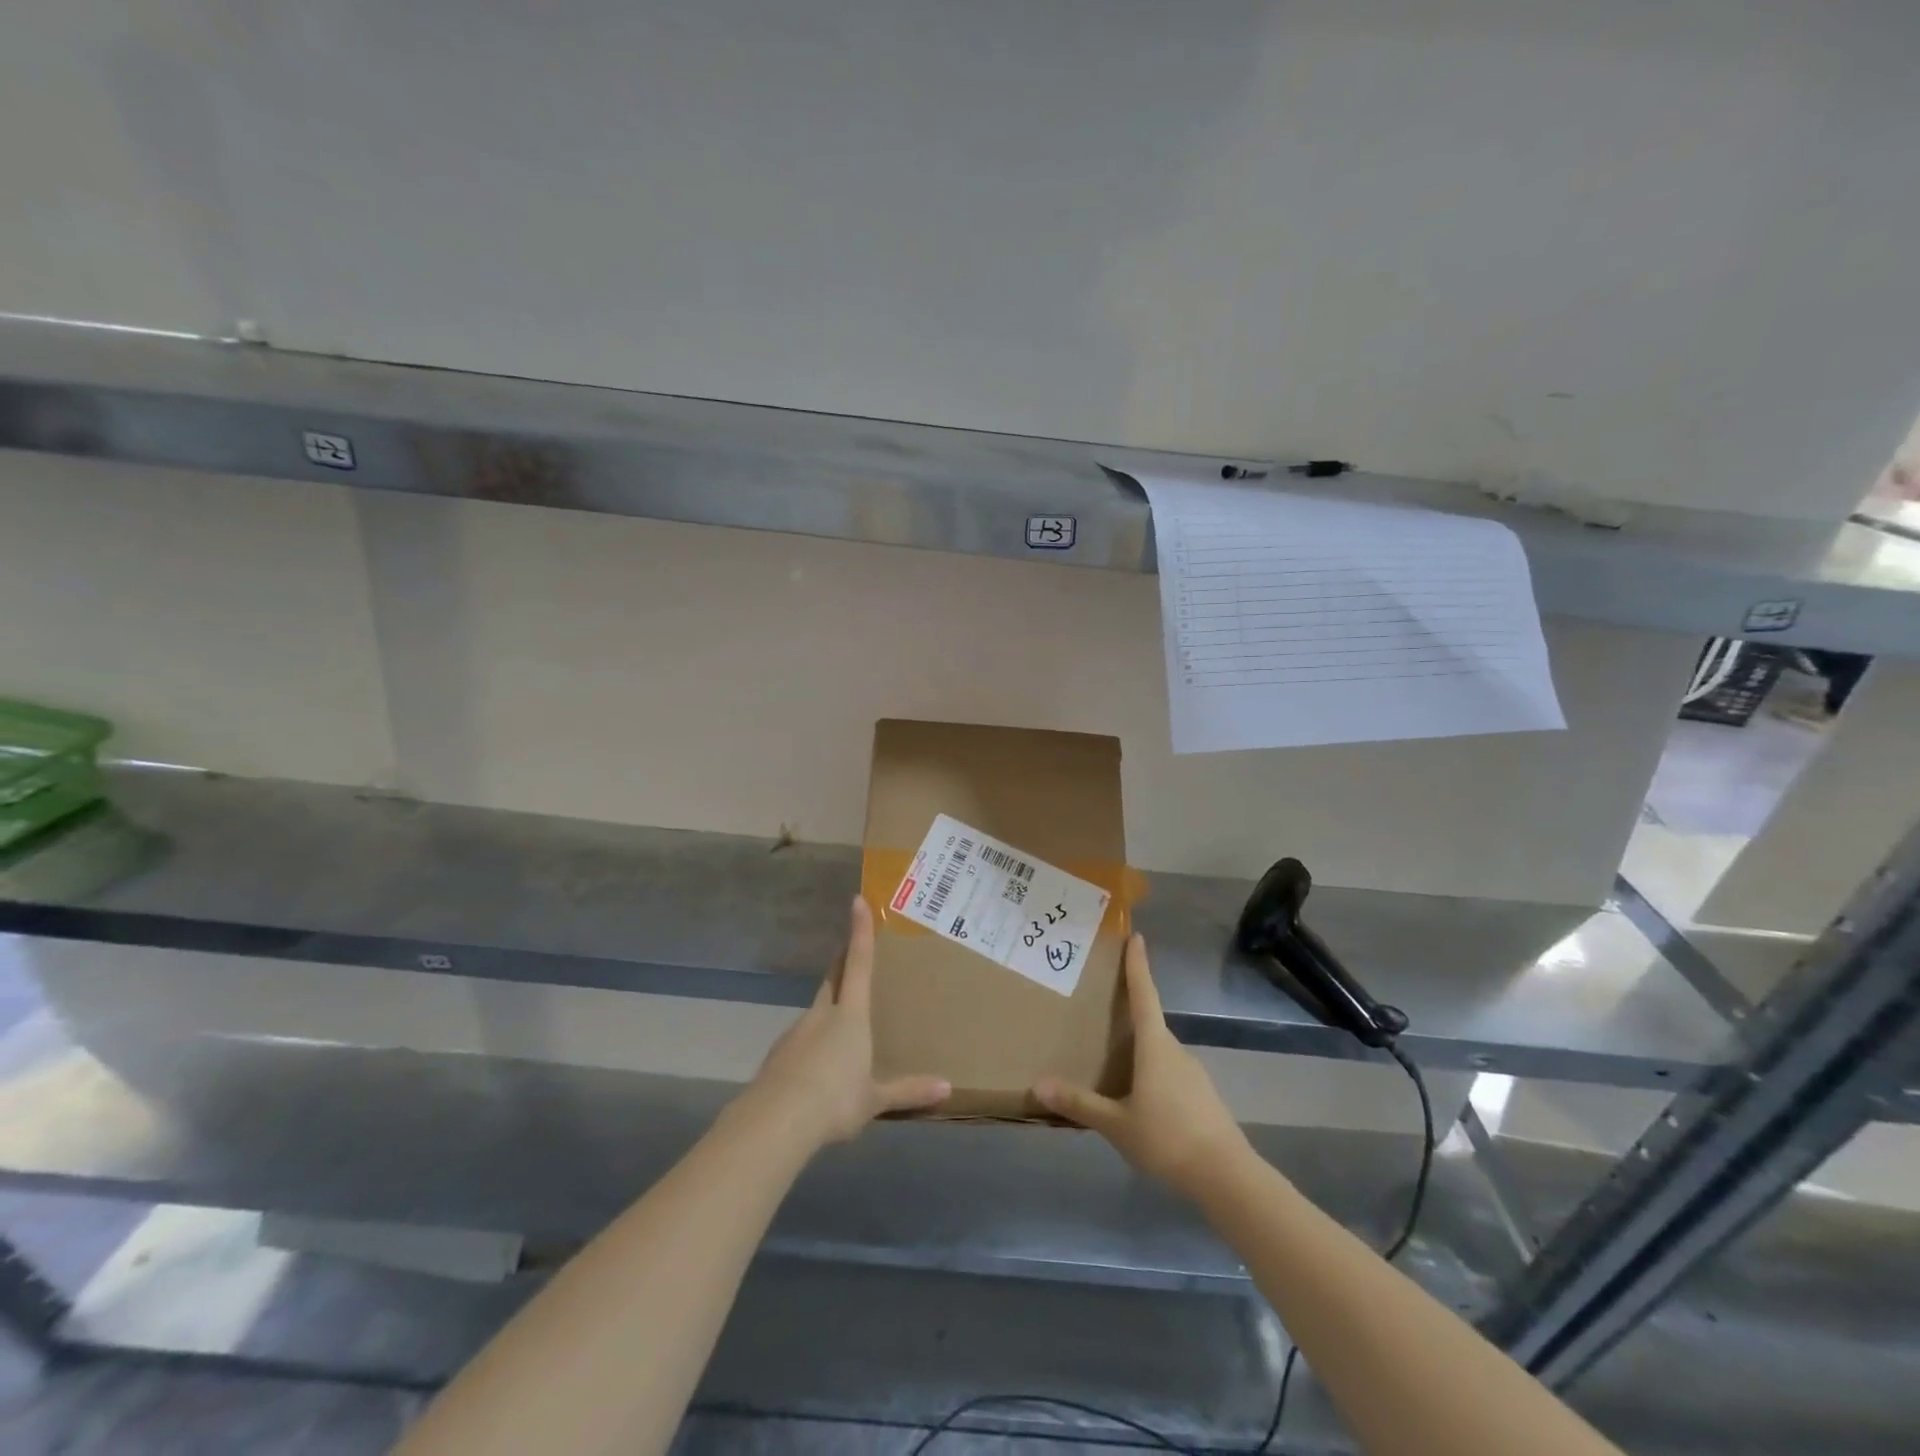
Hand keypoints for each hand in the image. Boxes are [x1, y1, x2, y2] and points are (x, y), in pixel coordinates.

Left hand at [744, 896, 950, 1147]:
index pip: (859, 963)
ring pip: (816, 1012)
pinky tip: (817, 1071)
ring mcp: (796, 1033)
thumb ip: (908, 1090)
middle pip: (833, 979)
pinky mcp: (778, 1056)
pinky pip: (801, 1041)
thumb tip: (947, 1088)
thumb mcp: (874, 1099)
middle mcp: (822, 1015)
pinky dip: (812, 1046)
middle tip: (851, 955)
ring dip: (828, 1011)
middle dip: (842, 963)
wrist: (775, 1122)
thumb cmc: (834, 1100)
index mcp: (850, 1016)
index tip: (857, 900)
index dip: (860, 932)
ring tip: (841, 1031)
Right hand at [1033, 933, 1248, 1196]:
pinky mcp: (1202, 1096)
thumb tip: (1038, 1084)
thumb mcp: (1116, 1124)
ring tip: (1115, 1059)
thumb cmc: (1167, 1138)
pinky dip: (1152, 1073)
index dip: (1138, 965)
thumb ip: (1079, 1103)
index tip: (1136, 936)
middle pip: (1150, 1022)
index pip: (1144, 995)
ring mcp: (1193, 1073)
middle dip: (1130, 1012)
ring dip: (1140, 1048)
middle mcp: (1176, 1050)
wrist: (1227, 1177)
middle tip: (1104, 1007)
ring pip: (1160, 1051)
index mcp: (1155, 1046)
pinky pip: (1170, 1073)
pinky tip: (1140, 1097)